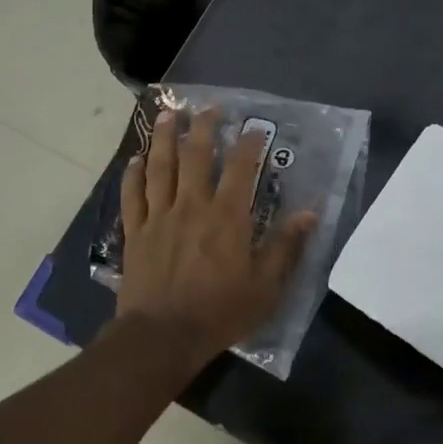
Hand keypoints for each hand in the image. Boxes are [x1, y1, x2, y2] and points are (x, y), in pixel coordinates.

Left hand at [117, 107, 316, 370]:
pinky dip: (133, 174)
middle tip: (207, 107)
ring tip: (168, 114)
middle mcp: (192, 205)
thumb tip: (310, 213)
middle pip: (195, 155)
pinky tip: (135, 159)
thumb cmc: (220, 312)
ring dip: (164, 137)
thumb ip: (286, 247)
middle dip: (203, 127)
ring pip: (160, 166)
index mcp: (227, 216)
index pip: (240, 167)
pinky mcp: (136, 232)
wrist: (163, 336)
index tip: (255, 127)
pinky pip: (132, 195)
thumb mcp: (266, 286)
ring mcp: (159, 216)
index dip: (249, 143)